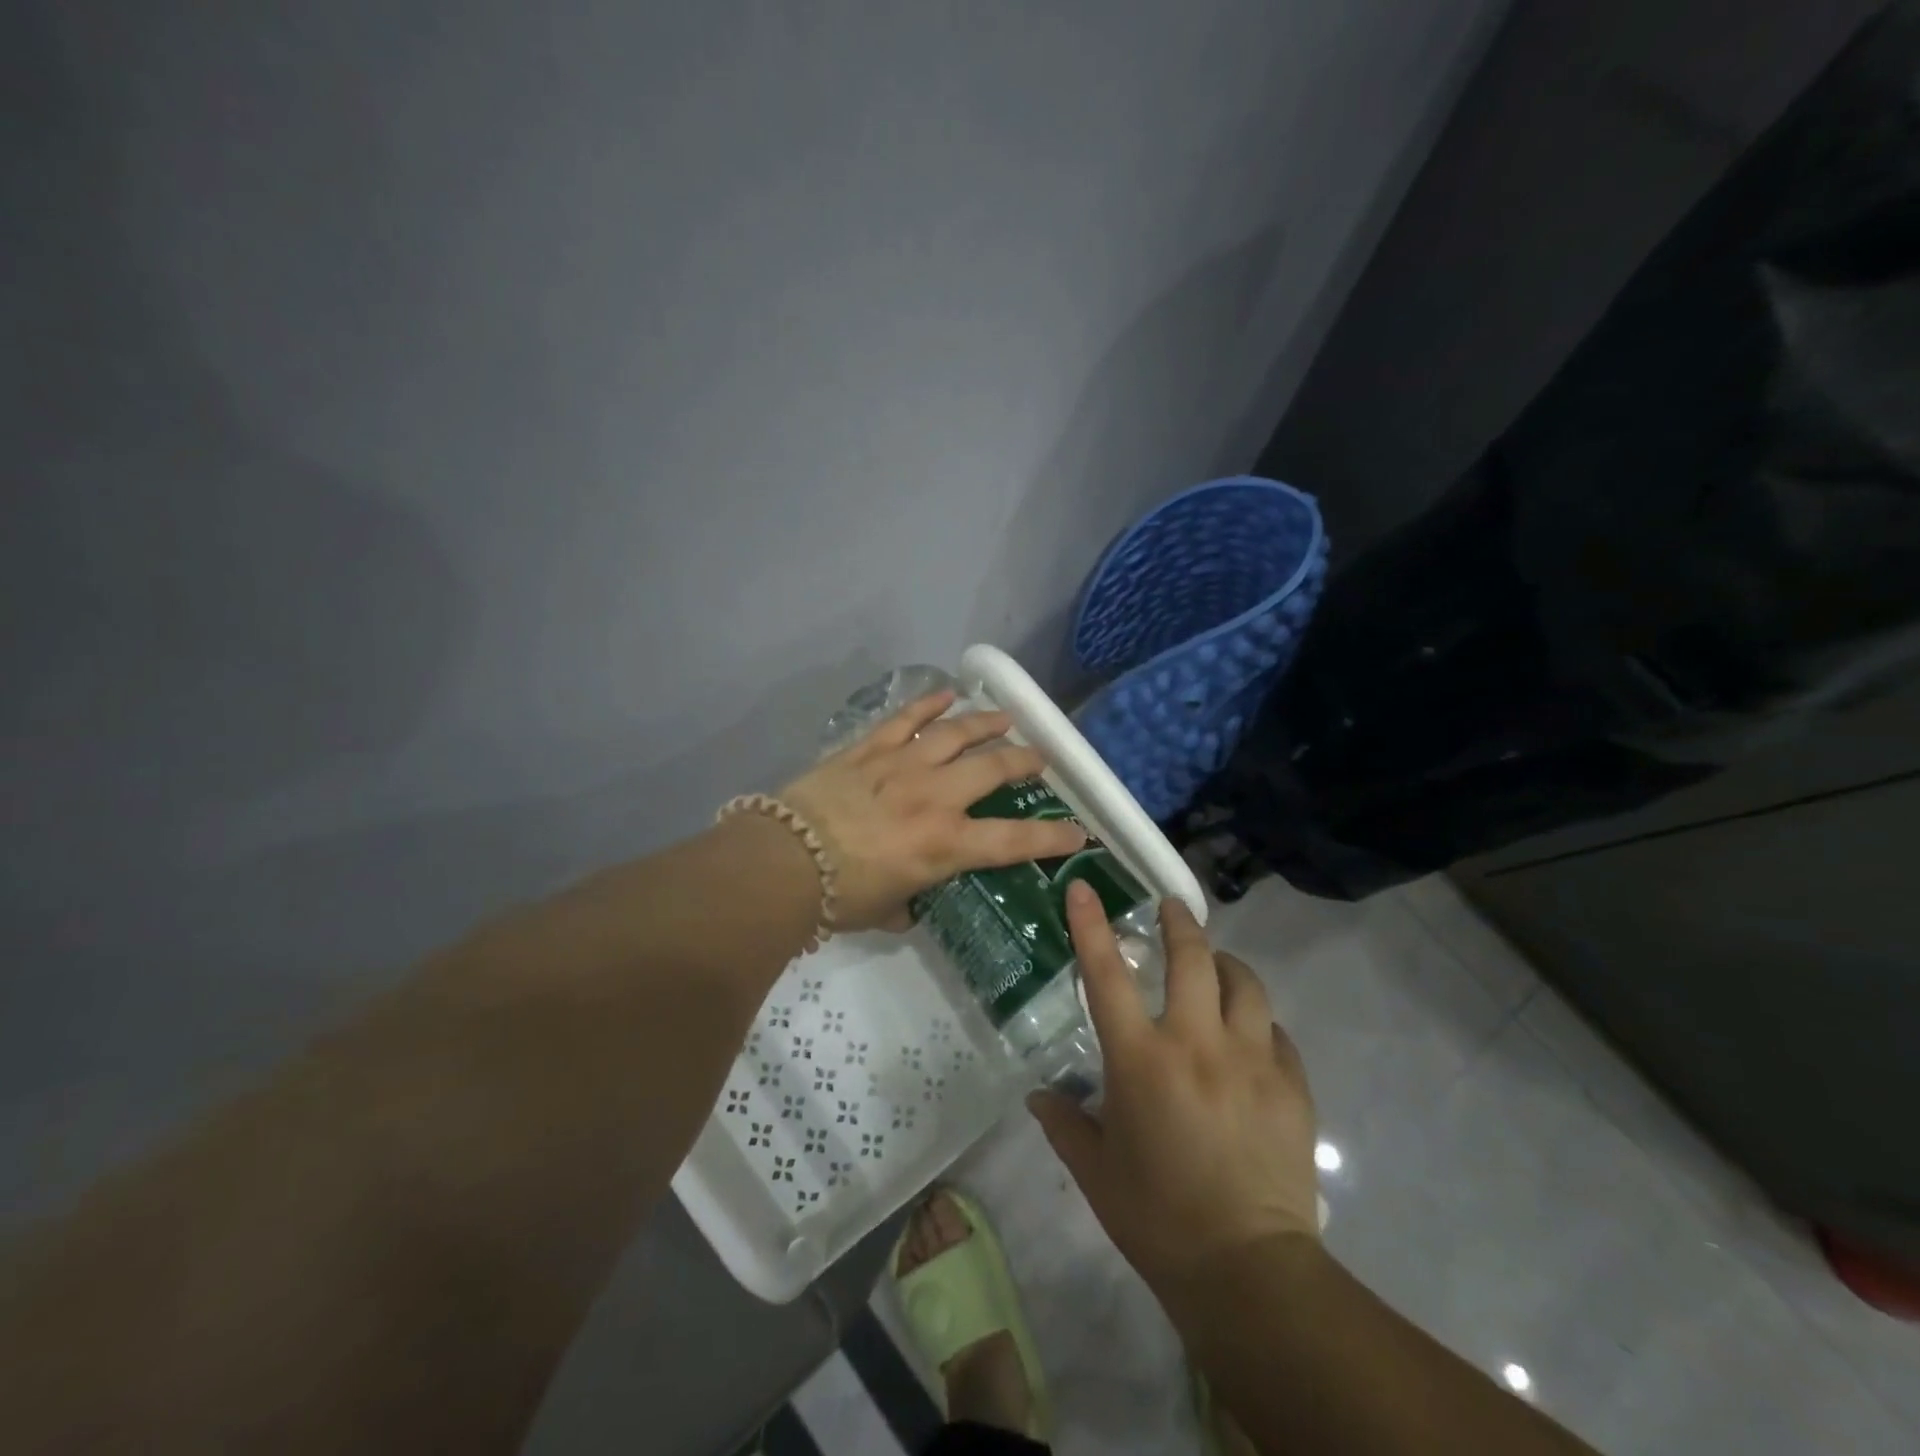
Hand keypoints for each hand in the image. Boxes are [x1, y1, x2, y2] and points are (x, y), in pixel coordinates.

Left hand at [779, 691, 1086, 933]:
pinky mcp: (869, 748)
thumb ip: (909, 902)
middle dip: (1024, 761)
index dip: (1052, 837)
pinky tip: (946, 694)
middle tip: (1039, 759)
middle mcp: (935, 796)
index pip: (1014, 841)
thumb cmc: (839, 896)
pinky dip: (927, 703)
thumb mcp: (886, 910)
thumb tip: (911, 902)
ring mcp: (902, 765)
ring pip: (955, 733)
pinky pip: (904, 718)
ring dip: (985, 723)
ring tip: (1005, 717)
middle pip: (993, 768)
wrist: (783, 860)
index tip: (1078, 832)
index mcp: (945, 844)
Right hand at [1029, 883, 1319, 1303]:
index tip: (1084, 887)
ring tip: (1215, 966)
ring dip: (1225, 964)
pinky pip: (1275, 1032)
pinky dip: (1257, 1021)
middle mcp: (1196, 1044)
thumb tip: (1039, 1096)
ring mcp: (1251, 1060)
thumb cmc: (1158, 1218)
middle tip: (1170, 907)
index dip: (1091, 925)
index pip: (1107, 974)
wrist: (1249, 1271)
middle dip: (1179, 922)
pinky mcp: (1290, 1084)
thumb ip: (1064, 1124)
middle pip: (1192, 958)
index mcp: (1141, 1060)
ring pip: (1244, 983)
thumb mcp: (1096, 1172)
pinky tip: (1249, 1037)